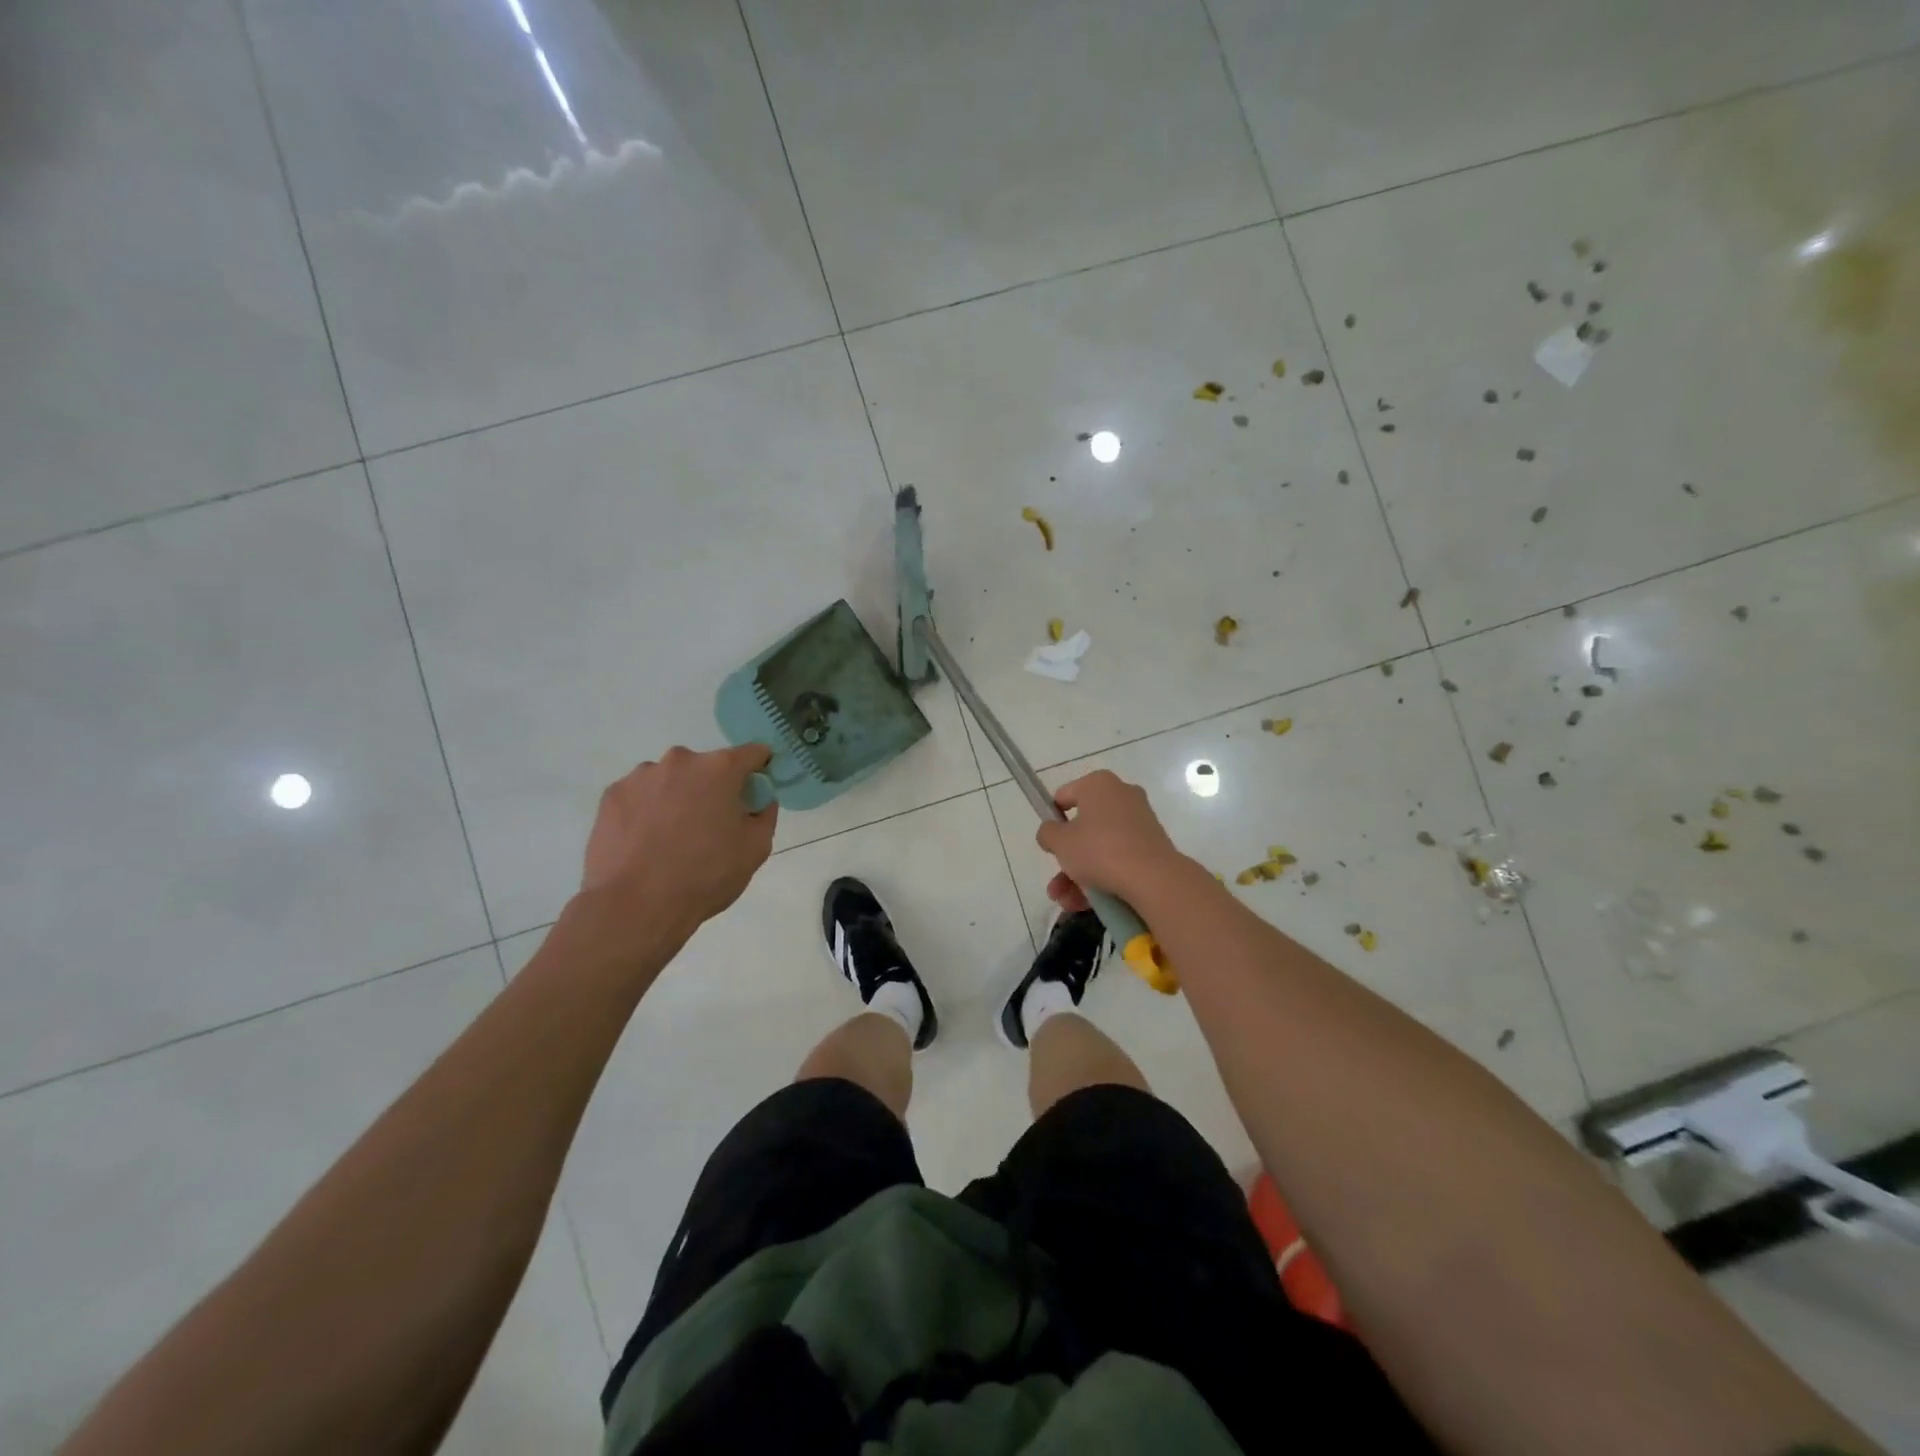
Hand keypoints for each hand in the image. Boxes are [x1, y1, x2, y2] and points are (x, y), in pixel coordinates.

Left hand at [579, 745, 777, 946]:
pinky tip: (645, 843)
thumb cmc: (705, 876)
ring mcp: (641, 776)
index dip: (760, 769)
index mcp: (720, 769)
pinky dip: (647, 811)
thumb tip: (758, 802)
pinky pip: (640, 796)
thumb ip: (764, 815)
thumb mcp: (756, 849)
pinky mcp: (611, 795)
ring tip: (671, 839)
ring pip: (671, 780)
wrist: (635, 906)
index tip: (756, 791)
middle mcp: (680, 761)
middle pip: (707, 767)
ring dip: (677, 798)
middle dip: (713, 788)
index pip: (753, 753)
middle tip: (711, 826)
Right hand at [1035, 770, 1186, 909]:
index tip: (1050, 843)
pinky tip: (1088, 903)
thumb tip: (1051, 832)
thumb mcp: (1060, 842)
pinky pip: (1119, 858)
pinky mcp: (1152, 845)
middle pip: (1084, 826)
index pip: (1064, 796)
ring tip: (1066, 901)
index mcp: (1098, 783)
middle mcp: (1122, 795)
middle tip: (1056, 882)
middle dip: (1067, 858)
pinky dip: (1103, 877)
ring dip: (1080, 875)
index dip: (1052, 820)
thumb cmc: (1099, 850)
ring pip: (1100, 847)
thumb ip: (1047, 833)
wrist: (1153, 878)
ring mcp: (1140, 821)